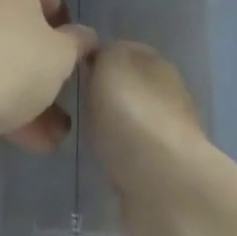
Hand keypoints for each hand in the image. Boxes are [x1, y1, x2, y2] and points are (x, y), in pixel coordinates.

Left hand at [0, 0, 95, 152]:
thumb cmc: (5, 61)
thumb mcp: (59, 58)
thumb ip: (76, 44)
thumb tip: (82, 38)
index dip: (62, 31)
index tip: (67, 64)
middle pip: (13, 22)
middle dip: (35, 68)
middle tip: (54, 107)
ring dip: (13, 89)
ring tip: (37, 139)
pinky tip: (3, 133)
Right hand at [84, 42, 214, 234]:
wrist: (163, 184)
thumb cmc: (132, 114)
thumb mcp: (110, 64)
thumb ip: (103, 54)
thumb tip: (100, 58)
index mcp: (156, 63)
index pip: (122, 51)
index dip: (97, 58)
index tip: (70, 72)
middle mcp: (166, 94)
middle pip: (126, 87)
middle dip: (103, 95)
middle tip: (71, 104)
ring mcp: (166, 134)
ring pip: (128, 121)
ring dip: (110, 128)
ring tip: (81, 135)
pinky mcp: (161, 170)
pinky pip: (130, 154)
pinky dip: (117, 157)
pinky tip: (100, 162)